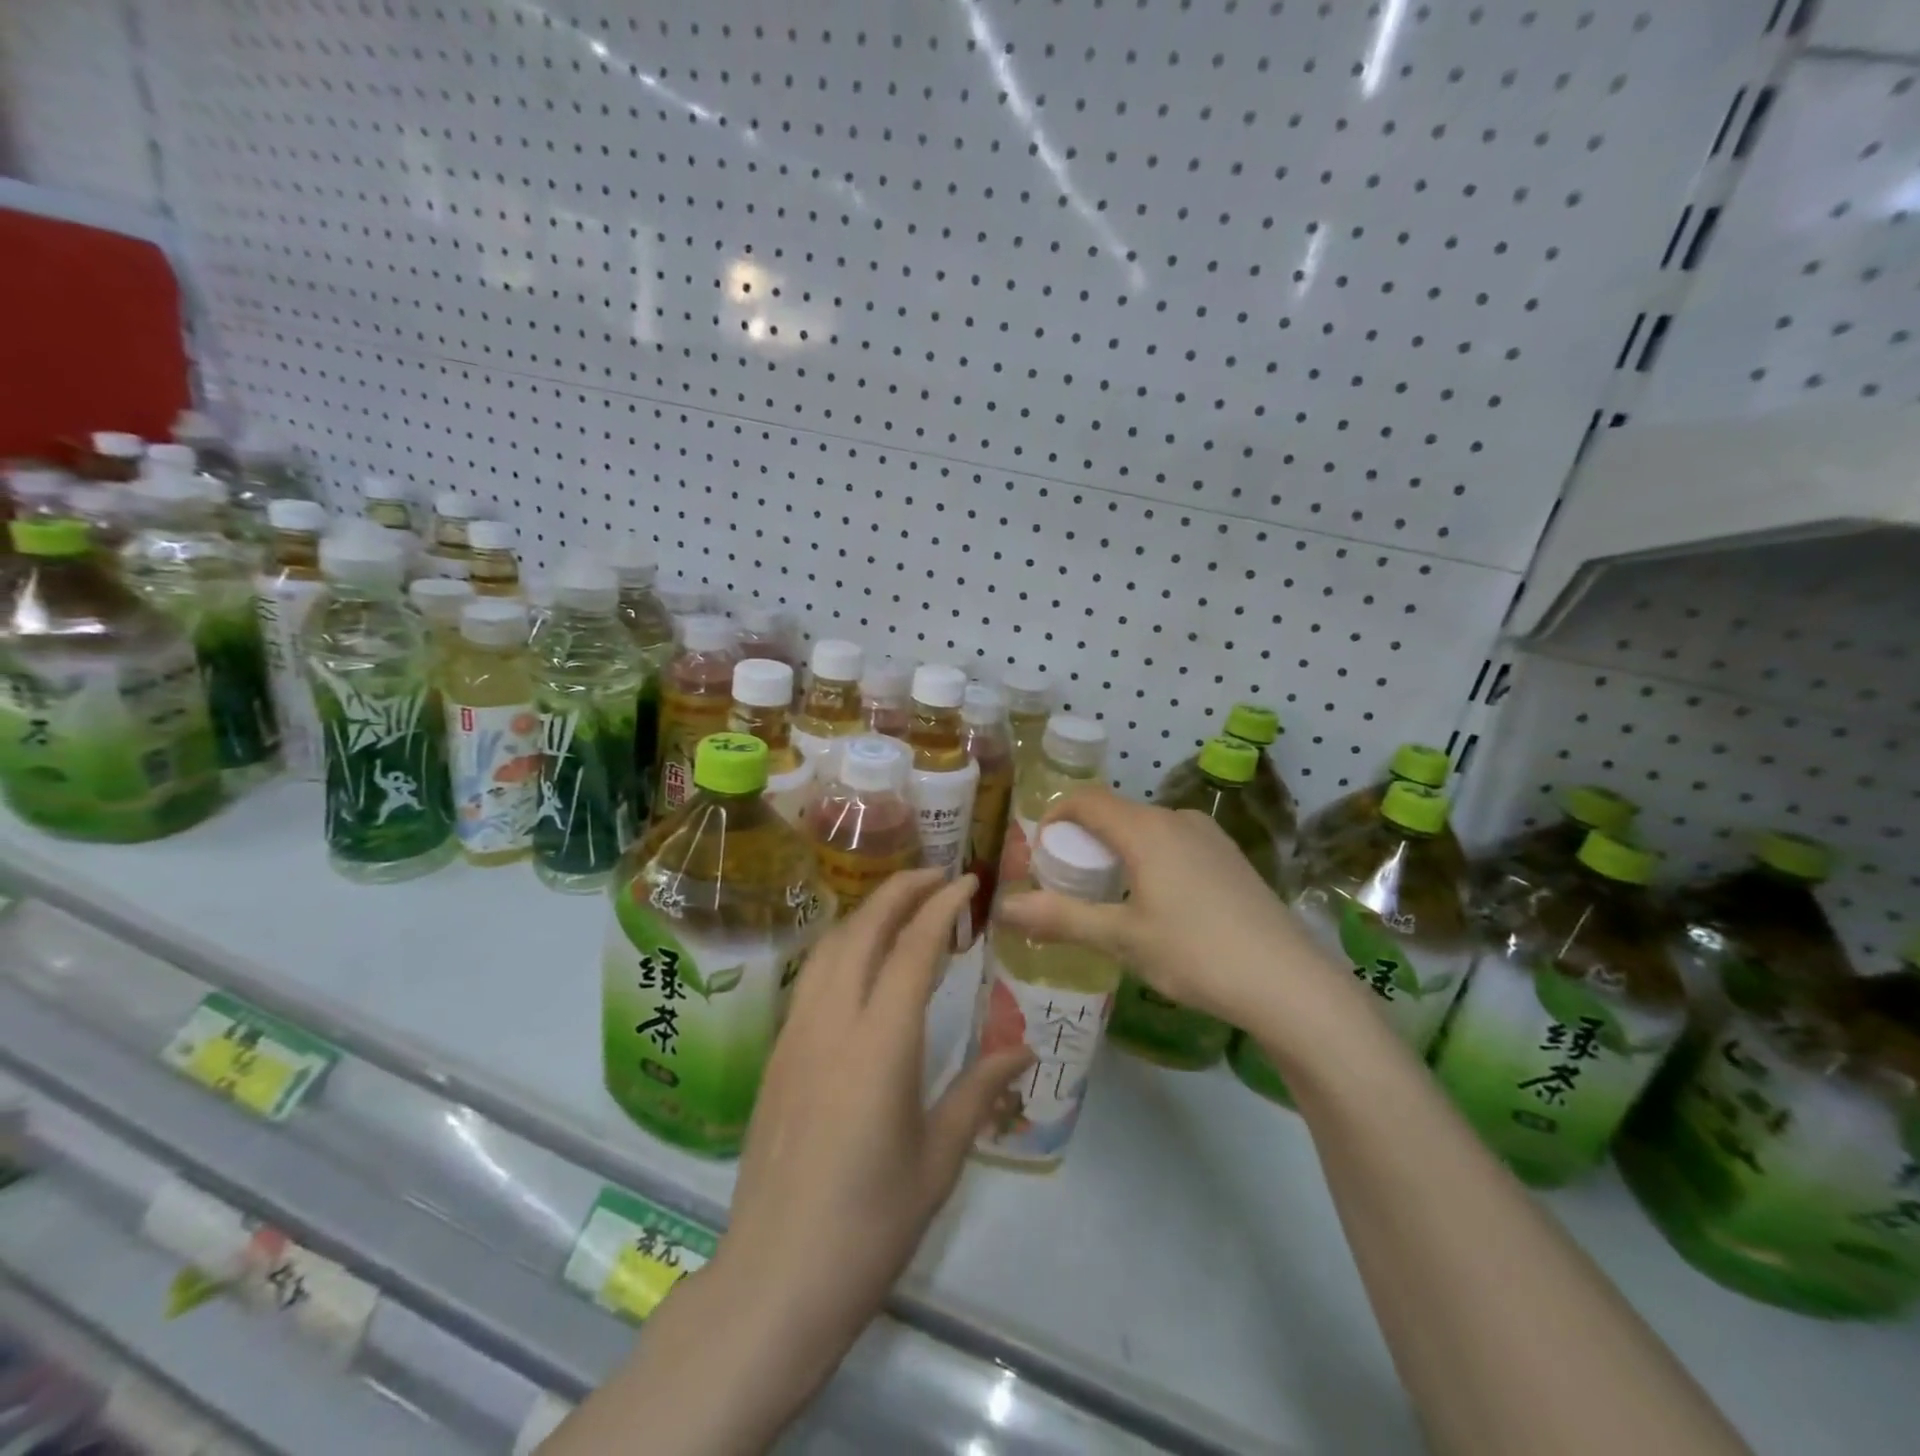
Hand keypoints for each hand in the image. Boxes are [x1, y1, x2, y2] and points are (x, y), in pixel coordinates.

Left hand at [713, 869, 1031, 1389]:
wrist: (775, 1279)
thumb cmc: (870, 1225)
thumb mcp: (938, 1159)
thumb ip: (979, 1092)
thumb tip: (1022, 1049)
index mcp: (881, 1043)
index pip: (914, 948)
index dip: (942, 905)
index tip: (968, 881)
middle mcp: (833, 1022)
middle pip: (864, 929)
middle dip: (901, 890)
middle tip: (937, 876)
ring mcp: (796, 1034)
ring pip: (831, 946)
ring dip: (868, 913)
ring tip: (902, 906)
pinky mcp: (776, 1054)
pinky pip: (812, 976)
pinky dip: (843, 946)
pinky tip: (862, 961)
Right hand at [996, 789, 1337, 1034]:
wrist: (1288, 984)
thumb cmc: (1195, 954)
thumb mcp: (1121, 939)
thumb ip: (1061, 919)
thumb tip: (1004, 908)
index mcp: (1146, 829)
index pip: (1087, 800)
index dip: (1055, 815)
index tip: (1038, 849)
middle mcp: (1178, 820)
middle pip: (1117, 814)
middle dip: (1085, 839)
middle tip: (1068, 881)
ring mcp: (1210, 837)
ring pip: (1148, 830)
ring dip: (1119, 851)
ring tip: (1110, 896)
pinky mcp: (1231, 858)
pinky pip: (1176, 844)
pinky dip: (1150, 860)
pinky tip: (1159, 904)